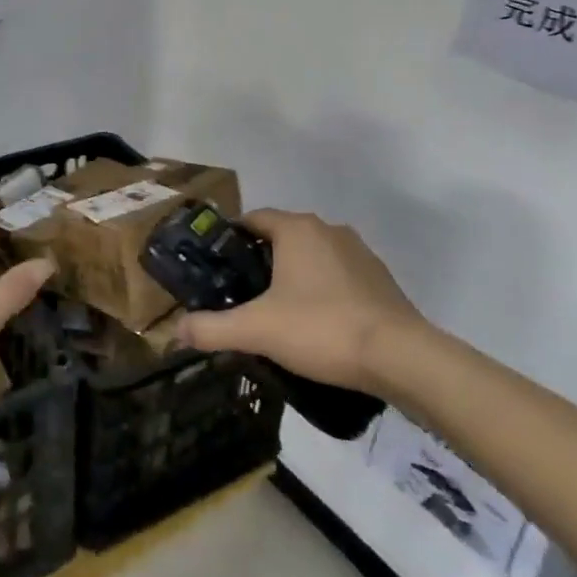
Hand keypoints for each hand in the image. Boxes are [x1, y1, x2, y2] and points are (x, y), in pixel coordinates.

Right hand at [175, 208, 432, 396]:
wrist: (402, 357)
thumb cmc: (322, 328)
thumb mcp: (258, 330)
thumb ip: (212, 328)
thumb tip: (175, 331)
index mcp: (296, 229)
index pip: (253, 219)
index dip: (231, 240)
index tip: (216, 268)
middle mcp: (327, 229)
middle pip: (282, 236)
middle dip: (260, 261)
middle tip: (241, 295)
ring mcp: (359, 252)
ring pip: (312, 256)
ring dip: (294, 275)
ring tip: (277, 312)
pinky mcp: (380, 278)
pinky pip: (338, 275)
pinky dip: (323, 290)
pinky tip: (317, 323)